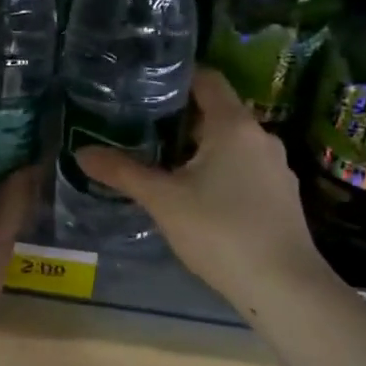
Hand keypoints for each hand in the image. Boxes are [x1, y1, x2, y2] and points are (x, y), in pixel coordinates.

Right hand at [77, 68, 323, 311]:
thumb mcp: (163, 200)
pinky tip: (198, 195)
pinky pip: (245, 168)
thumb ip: (123, 172)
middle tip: (142, 126)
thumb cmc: (220, 231)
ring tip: (163, 161)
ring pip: (231, 143)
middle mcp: (260, 137)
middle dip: (181, 118)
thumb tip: (81, 153)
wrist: (284, 289)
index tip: (145, 84)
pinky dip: (220, 170)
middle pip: (217, 111)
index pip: (207, 79)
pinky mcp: (282, 197)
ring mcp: (276, 168)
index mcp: (233, 124)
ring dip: (200, 147)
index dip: (177, 76)